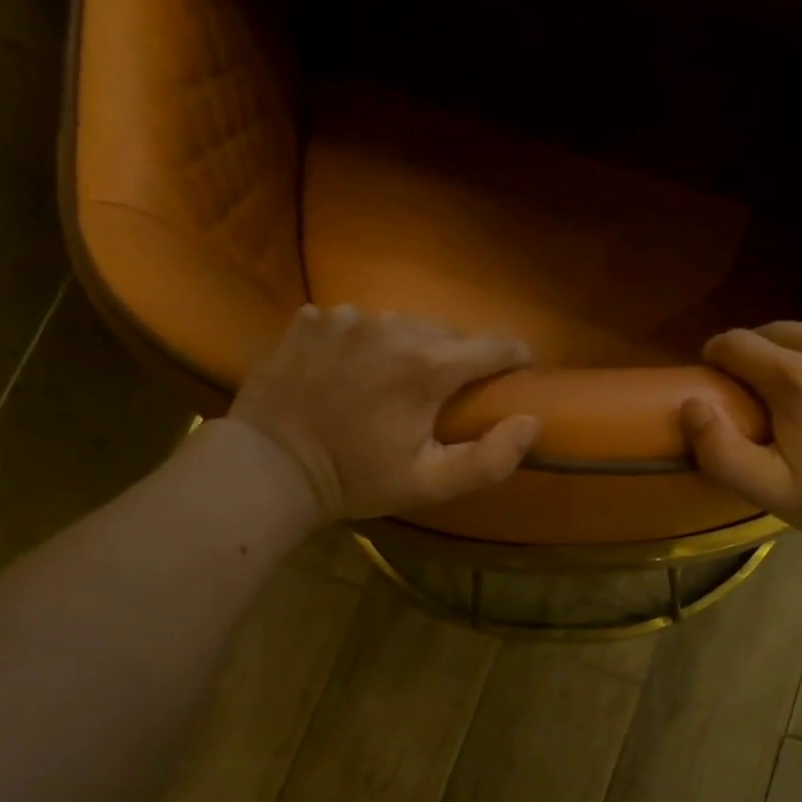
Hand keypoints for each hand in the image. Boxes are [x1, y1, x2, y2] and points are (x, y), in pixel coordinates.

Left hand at [228, 304, 539, 521]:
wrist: (269, 466)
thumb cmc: (356, 479)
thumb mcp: (430, 484)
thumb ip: (490, 458)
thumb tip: (532, 422)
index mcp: (426, 367)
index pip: (492, 345)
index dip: (514, 356)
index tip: (520, 370)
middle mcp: (390, 327)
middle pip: (447, 332)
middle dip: (459, 358)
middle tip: (450, 392)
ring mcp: (346, 317)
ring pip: (401, 324)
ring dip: (410, 348)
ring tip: (397, 382)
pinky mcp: (312, 318)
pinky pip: (356, 322)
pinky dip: (364, 342)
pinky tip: (351, 373)